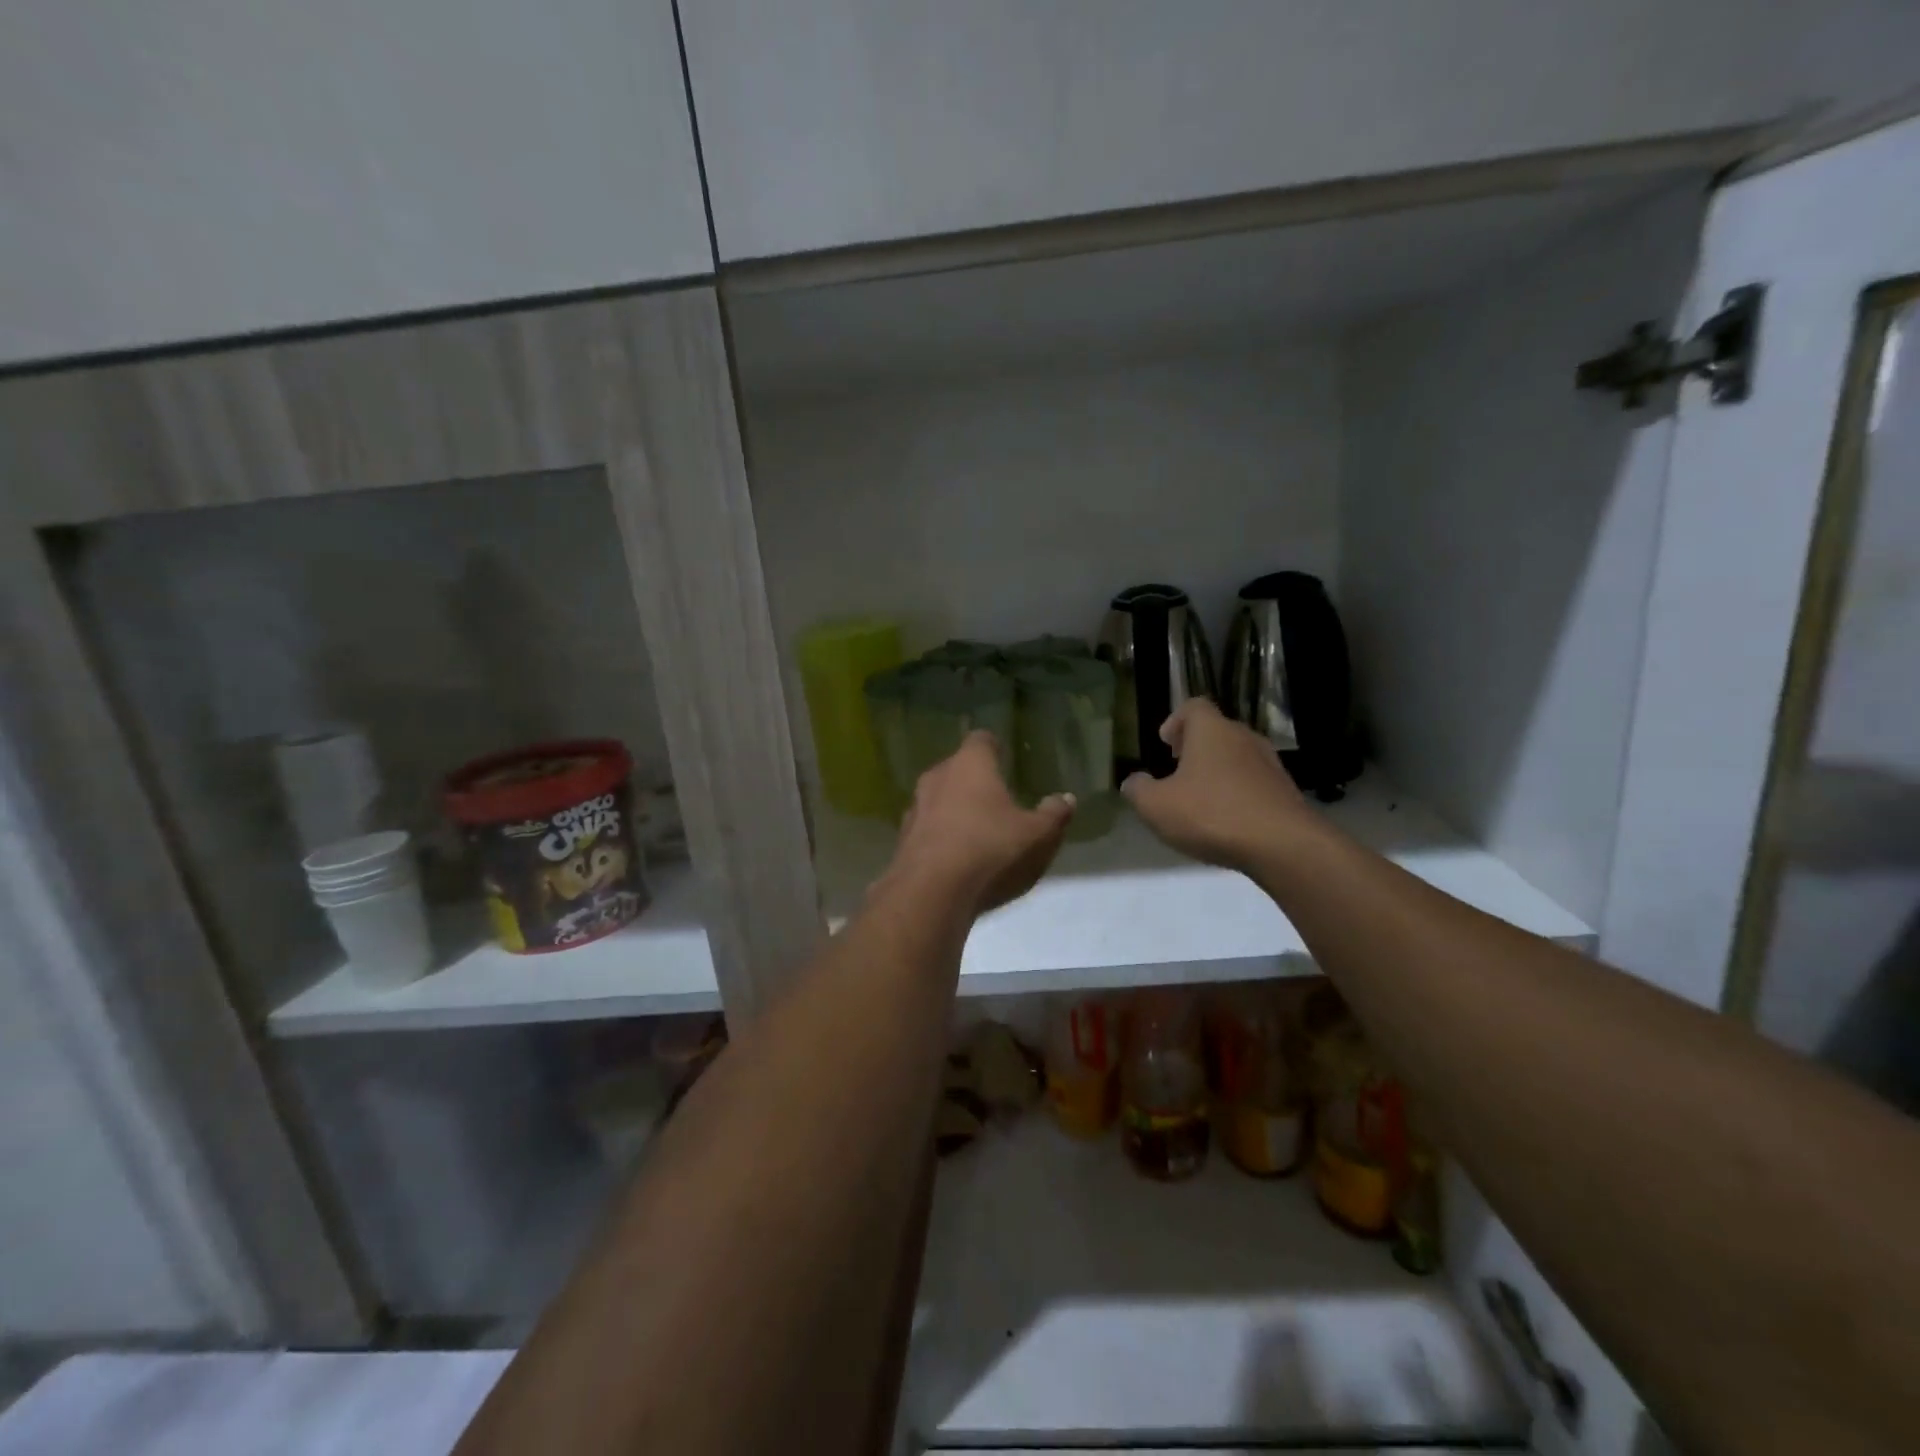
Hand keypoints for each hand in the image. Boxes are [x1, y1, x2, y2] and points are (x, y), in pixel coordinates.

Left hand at [879, 731, 1073, 917]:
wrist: (930, 894)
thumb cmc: (990, 850)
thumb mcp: (1038, 836)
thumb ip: (1054, 815)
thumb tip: (1065, 798)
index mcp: (970, 765)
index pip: (981, 740)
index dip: (994, 748)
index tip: (1005, 759)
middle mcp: (937, 777)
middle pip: (957, 769)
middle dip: (974, 781)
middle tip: (997, 799)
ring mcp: (915, 808)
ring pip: (938, 799)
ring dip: (955, 810)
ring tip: (977, 831)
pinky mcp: (902, 840)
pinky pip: (927, 830)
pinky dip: (941, 837)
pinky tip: (956, 858)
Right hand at [1121, 699, 1312, 871]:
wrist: (1283, 846)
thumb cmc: (1211, 814)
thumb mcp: (1157, 806)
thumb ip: (1138, 790)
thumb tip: (1133, 782)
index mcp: (1211, 731)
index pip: (1194, 707)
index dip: (1176, 721)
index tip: (1165, 744)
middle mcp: (1243, 738)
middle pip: (1217, 731)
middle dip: (1196, 748)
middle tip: (1178, 770)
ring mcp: (1270, 764)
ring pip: (1237, 757)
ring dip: (1218, 771)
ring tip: (1201, 799)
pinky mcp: (1286, 791)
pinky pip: (1254, 783)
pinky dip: (1238, 793)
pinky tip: (1227, 820)